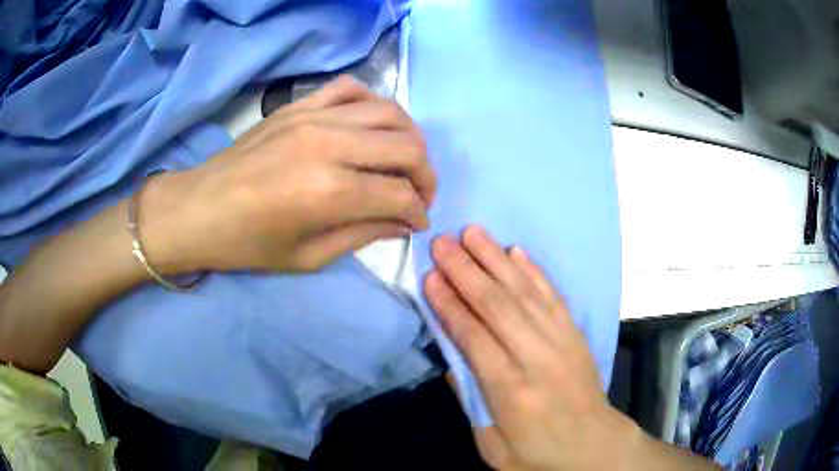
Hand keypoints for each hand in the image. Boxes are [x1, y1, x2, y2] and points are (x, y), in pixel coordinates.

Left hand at [145, 76, 435, 272]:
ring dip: (409, 138)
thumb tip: (403, 223)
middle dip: (425, 175)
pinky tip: (370, 125)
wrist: (197, 209)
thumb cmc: (247, 244)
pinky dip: (372, 103)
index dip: (417, 212)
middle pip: (406, 146)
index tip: (417, 223)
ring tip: (404, 160)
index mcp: (329, 192)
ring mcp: (313, 116)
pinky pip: (351, 88)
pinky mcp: (299, 105)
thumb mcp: (307, 257)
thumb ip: (362, 235)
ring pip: (389, 112)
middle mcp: (329, 145)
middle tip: (418, 194)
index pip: (400, 194)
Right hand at [423, 226, 640, 469]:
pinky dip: (534, 270)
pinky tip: (516, 251)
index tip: (430, 275)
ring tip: (473, 233)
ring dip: (496, 259)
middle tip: (442, 242)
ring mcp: (561, 341)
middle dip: (466, 270)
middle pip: (497, 305)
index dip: (449, 303)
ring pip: (524, 292)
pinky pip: (552, 295)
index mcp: (510, 389)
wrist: (593, 447)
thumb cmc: (537, 453)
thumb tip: (452, 359)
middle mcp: (536, 357)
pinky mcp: (575, 334)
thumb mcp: (492, 447)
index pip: (473, 336)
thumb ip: (471, 402)